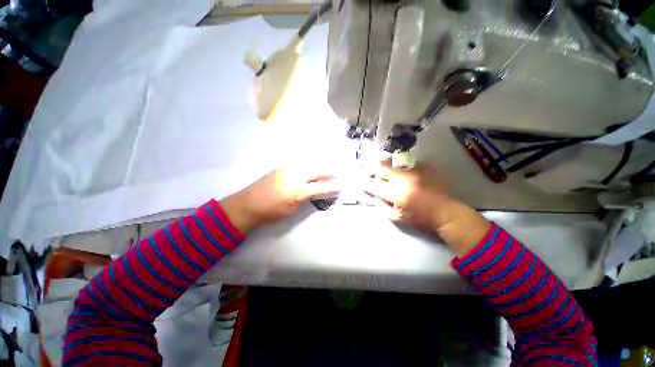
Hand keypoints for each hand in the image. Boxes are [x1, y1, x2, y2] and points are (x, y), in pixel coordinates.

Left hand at [221, 169, 341, 233]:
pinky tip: (308, 170)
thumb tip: (313, 193)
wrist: (247, 204)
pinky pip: (298, 166)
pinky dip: (307, 168)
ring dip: (317, 168)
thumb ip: (305, 199)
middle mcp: (295, 175)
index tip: (342, 185)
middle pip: (316, 172)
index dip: (332, 187)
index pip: (320, 187)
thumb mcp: (292, 209)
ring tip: (325, 170)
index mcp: (299, 190)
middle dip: (328, 172)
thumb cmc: (270, 211)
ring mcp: (287, 170)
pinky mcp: (280, 169)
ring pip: (307, 166)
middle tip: (337, 173)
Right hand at [364, 162, 489, 256]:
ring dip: (385, 167)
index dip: (364, 183)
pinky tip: (401, 174)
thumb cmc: (420, 218)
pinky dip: (398, 168)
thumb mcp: (396, 218)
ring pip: (392, 162)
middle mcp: (404, 178)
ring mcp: (415, 170)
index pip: (373, 184)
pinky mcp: (423, 167)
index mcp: (397, 193)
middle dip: (372, 169)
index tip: (361, 183)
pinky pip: (405, 164)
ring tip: (384, 173)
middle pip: (381, 166)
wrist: (446, 212)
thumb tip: (373, 193)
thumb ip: (381, 205)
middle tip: (369, 174)